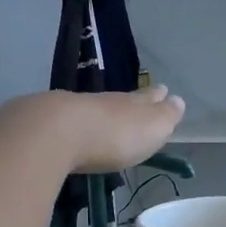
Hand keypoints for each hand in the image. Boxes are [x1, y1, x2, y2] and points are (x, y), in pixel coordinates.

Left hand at [9, 86, 184, 173]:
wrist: (57, 132)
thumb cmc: (113, 135)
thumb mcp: (150, 128)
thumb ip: (164, 116)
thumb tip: (177, 100)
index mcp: (131, 104)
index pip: (148, 98)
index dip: (157, 98)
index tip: (163, 91)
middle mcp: (104, 102)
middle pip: (120, 101)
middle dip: (130, 103)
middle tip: (138, 100)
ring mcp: (74, 111)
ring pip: (94, 109)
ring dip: (102, 114)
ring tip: (108, 118)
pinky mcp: (48, 125)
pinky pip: (69, 122)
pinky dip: (76, 125)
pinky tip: (74, 130)